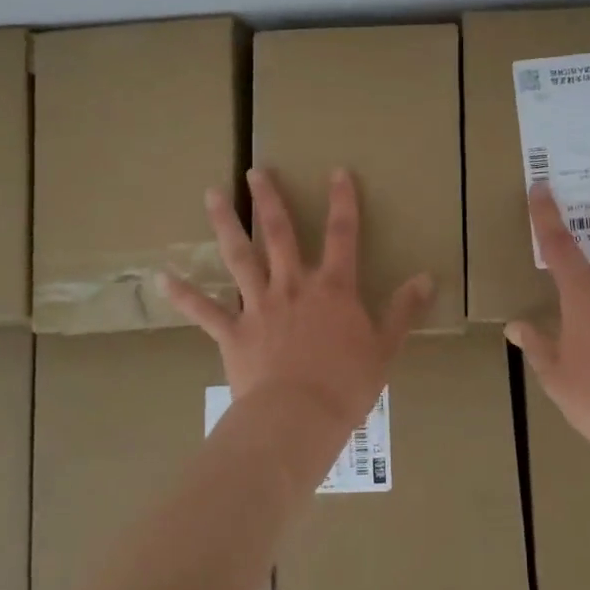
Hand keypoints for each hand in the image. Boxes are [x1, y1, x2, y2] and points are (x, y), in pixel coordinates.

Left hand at [160, 167, 434, 428]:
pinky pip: (204, 310)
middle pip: (280, 234)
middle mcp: (293, 286)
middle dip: (268, 199)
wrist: (297, 418)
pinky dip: (183, 293)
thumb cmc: (346, 385)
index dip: (342, 202)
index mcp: (332, 288)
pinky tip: (163, 276)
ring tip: (211, 195)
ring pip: (240, 257)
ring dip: (225, 224)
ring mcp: (258, 306)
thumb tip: (426, 278)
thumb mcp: (385, 348)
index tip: (337, 172)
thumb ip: (403, 310)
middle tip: (253, 171)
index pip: (342, 235)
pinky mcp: (232, 331)